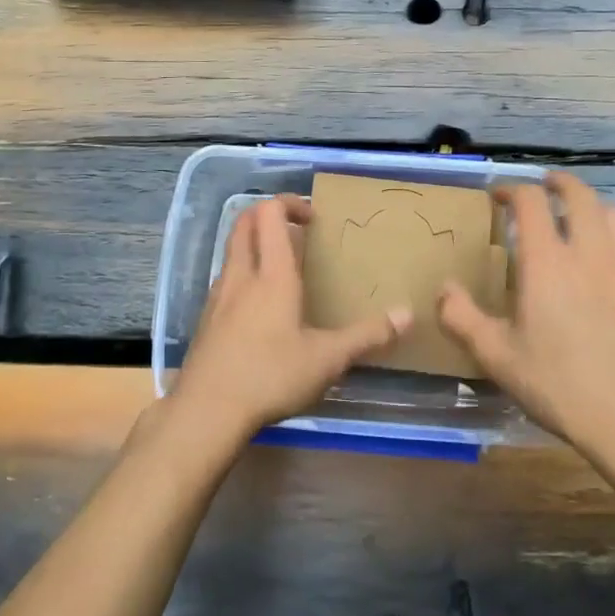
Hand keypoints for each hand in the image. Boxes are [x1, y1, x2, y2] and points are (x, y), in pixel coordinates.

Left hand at [171, 195, 409, 443]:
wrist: (206, 411)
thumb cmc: (270, 376)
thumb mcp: (327, 359)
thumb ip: (367, 336)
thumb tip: (408, 315)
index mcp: (271, 274)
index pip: (269, 213)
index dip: (290, 203)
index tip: (313, 219)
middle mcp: (240, 275)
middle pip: (243, 223)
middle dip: (268, 216)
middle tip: (297, 231)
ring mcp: (218, 296)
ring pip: (232, 251)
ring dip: (255, 246)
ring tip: (283, 269)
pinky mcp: (206, 319)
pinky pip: (226, 280)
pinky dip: (244, 276)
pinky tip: (261, 309)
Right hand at [438, 171, 614, 452]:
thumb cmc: (555, 382)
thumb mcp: (495, 355)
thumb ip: (461, 317)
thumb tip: (444, 288)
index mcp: (546, 261)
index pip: (531, 202)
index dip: (512, 190)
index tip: (498, 197)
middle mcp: (587, 252)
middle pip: (579, 194)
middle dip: (558, 182)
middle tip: (543, 186)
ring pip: (613, 213)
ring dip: (591, 206)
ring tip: (577, 218)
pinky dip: (614, 236)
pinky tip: (604, 259)